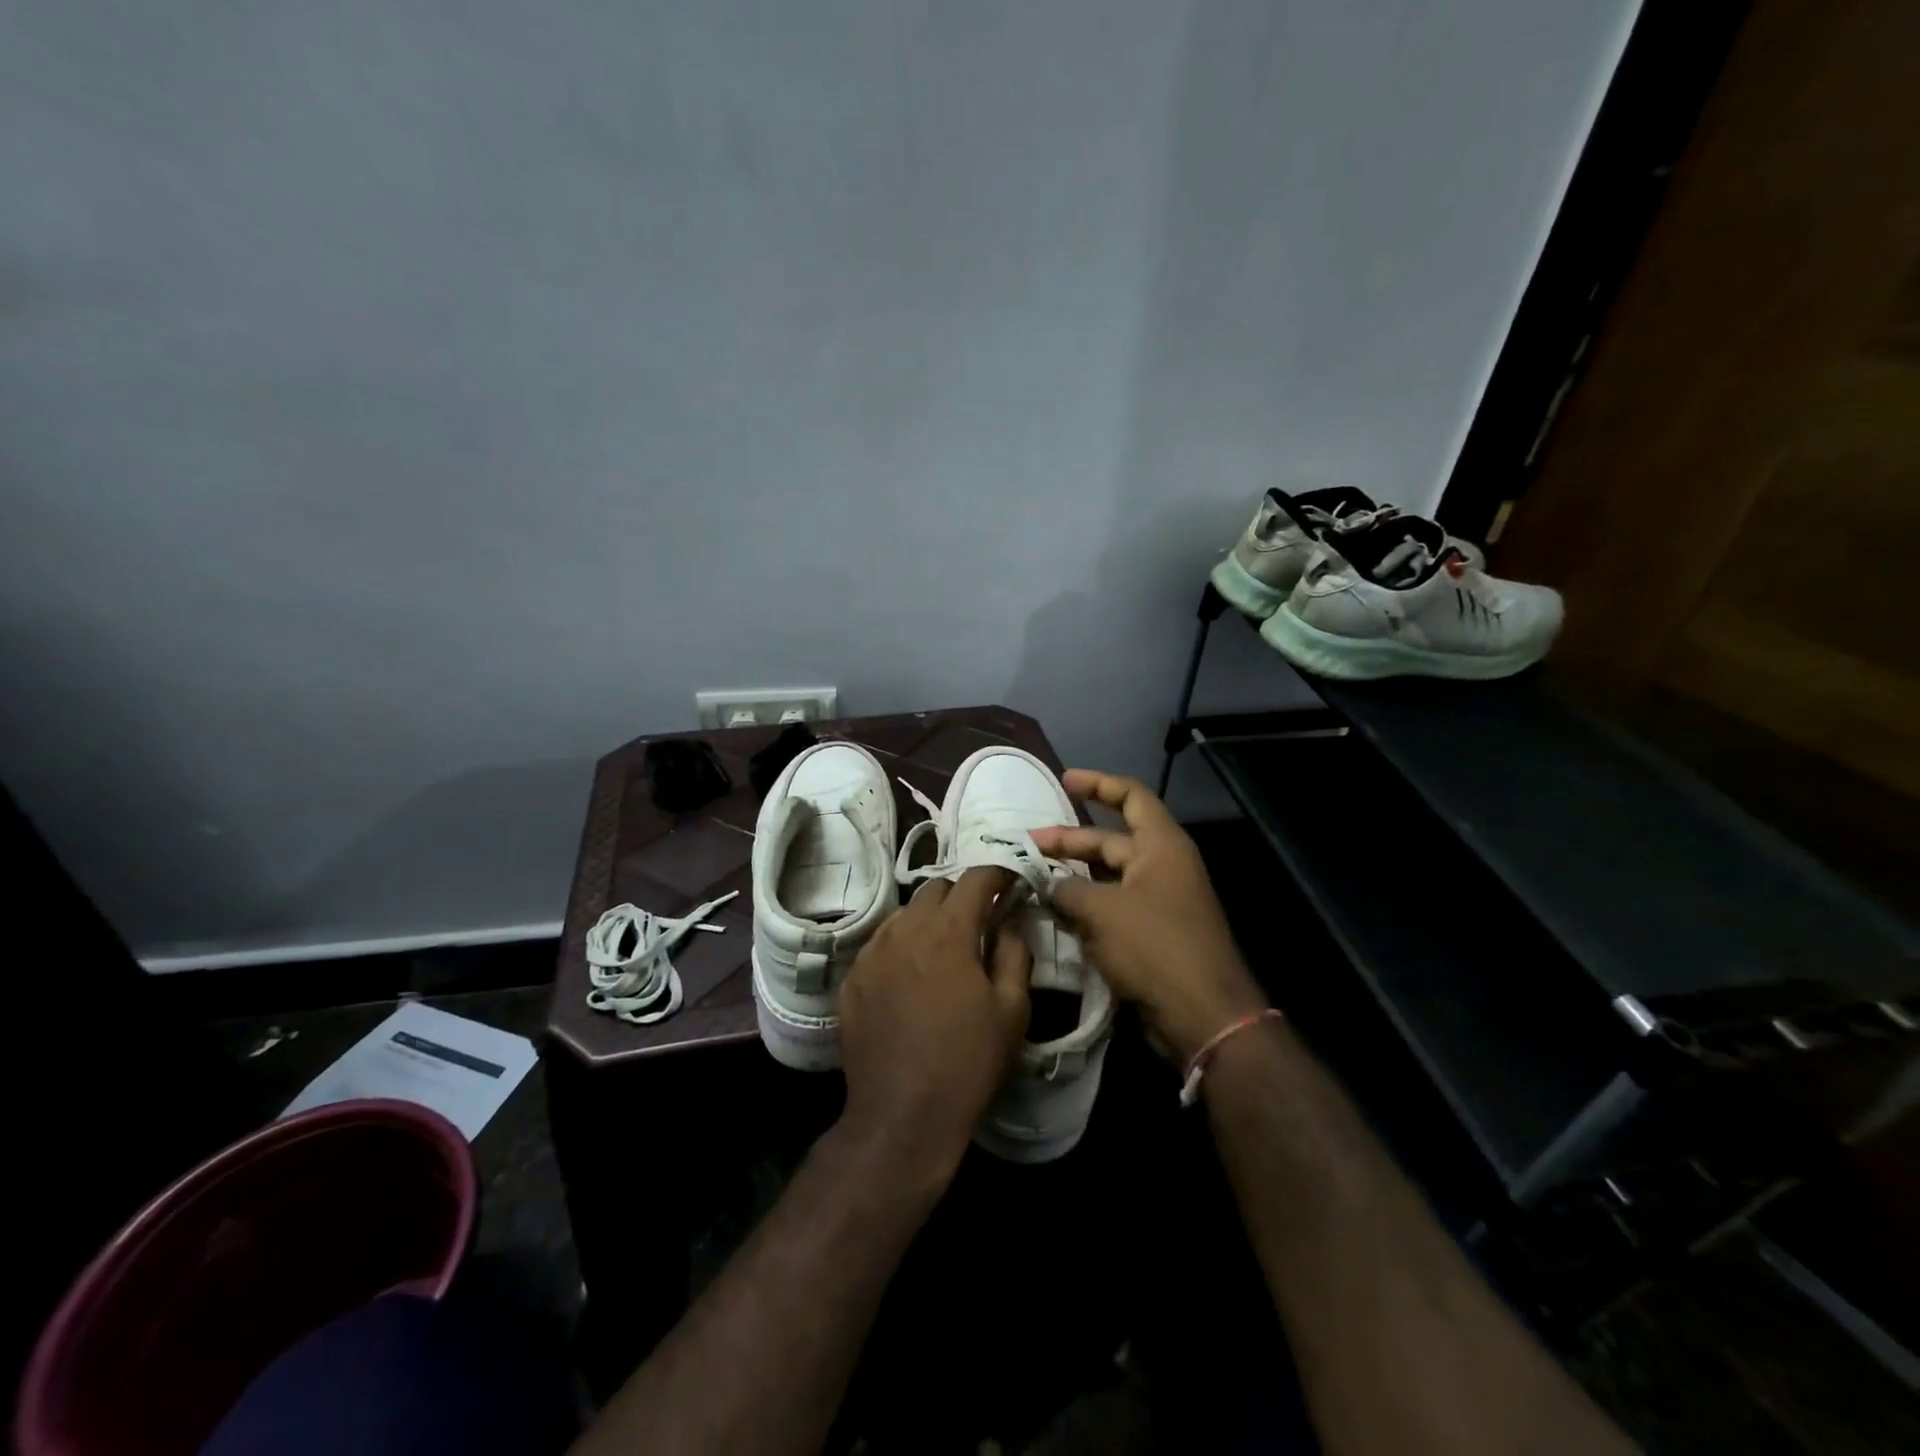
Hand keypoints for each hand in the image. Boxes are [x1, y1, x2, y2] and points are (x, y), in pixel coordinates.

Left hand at [837, 867, 1032, 1185]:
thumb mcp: (1012, 1010)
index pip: (974, 879)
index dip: (997, 875)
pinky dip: (903, 943)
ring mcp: (872, 952)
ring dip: (930, 917)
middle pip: (935, 889)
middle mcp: (905, 929)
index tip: (1011, 882)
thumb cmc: (967, 1062)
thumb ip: (1015, 952)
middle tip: (980, 918)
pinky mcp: (852, 977)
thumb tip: (1009, 921)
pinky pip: (881, 942)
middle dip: (961, 894)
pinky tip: (912, 972)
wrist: (901, 1116)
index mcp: (948, 931)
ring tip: (945, 945)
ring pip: (905, 913)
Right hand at [1031, 770, 1266, 1063]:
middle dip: (1069, 840)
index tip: (1064, 780)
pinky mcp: (1149, 934)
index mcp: (1161, 846)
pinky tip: (1052, 911)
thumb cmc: (1154, 946)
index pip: (1131, 797)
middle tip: (1027, 844)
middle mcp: (1161, 866)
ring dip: (1072, 876)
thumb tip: (1045, 884)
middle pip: (1110, 840)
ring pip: (1106, 876)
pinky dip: (1083, 906)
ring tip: (1032, 877)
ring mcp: (1156, 902)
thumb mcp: (1101, 910)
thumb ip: (1066, 889)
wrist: (1201, 1014)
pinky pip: (1110, 907)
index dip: (1098, 784)